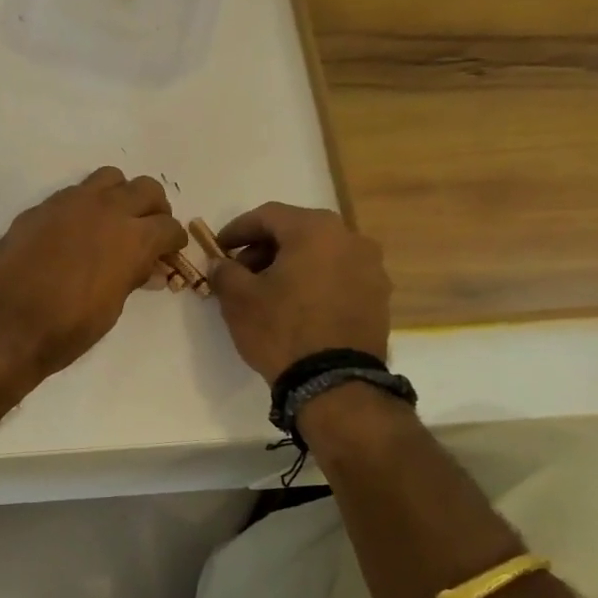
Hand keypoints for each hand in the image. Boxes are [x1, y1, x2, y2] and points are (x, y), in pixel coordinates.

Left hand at [0, 167, 187, 381]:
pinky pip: (73, 193)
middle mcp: (106, 210)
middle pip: (145, 188)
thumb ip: (132, 278)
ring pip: (109, 178)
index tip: (170, 251)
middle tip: (148, 230)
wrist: (6, 325)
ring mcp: (69, 203)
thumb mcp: (112, 307)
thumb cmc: (67, 328)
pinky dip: (85, 205)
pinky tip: (75, 231)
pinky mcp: (41, 208)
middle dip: (154, 209)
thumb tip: (148, 268)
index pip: (168, 226)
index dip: (174, 241)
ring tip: (113, 220)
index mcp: (132, 238)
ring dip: (119, 195)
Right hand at [207, 202, 391, 384]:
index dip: (237, 229)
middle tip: (241, 271)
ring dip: (291, 265)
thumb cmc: (282, 329)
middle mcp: (350, 239)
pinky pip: (339, 276)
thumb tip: (221, 264)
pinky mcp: (379, 297)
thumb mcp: (238, 299)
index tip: (218, 247)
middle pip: (298, 232)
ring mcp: (371, 268)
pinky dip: (315, 282)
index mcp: (315, 229)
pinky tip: (297, 306)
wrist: (335, 382)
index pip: (267, 215)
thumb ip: (225, 272)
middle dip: (265, 248)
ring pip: (321, 254)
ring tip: (268, 292)